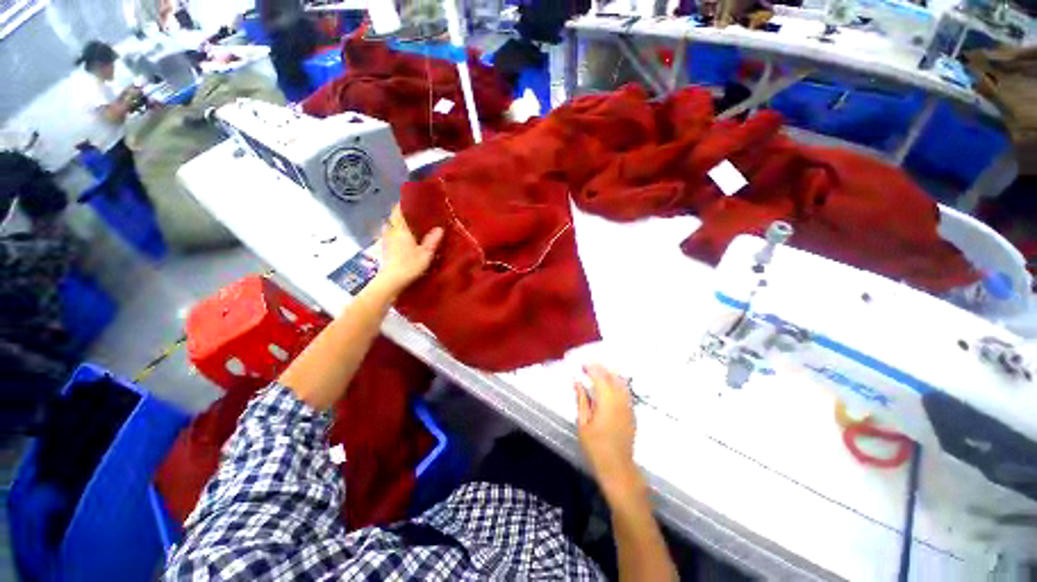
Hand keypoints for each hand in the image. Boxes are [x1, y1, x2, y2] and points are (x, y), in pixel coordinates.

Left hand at [377, 205, 443, 292]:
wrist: (392, 280)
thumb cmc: (409, 265)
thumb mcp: (426, 253)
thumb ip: (432, 240)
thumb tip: (440, 228)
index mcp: (401, 229)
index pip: (398, 210)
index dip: (404, 203)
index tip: (412, 199)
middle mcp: (391, 231)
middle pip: (393, 217)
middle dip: (401, 213)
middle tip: (414, 212)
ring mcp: (386, 240)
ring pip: (391, 226)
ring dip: (398, 223)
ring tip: (410, 224)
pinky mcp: (385, 249)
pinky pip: (390, 235)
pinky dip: (396, 232)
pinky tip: (404, 238)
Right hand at [575, 364, 641, 500]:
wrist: (618, 468)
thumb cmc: (596, 447)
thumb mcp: (583, 423)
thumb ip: (581, 399)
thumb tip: (577, 381)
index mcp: (607, 400)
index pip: (599, 375)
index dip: (590, 365)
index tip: (580, 360)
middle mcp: (620, 399)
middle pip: (611, 375)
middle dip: (599, 366)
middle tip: (587, 362)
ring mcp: (628, 405)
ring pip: (620, 381)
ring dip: (608, 372)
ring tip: (596, 369)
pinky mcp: (631, 412)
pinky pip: (624, 390)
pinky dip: (615, 381)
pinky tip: (608, 383)